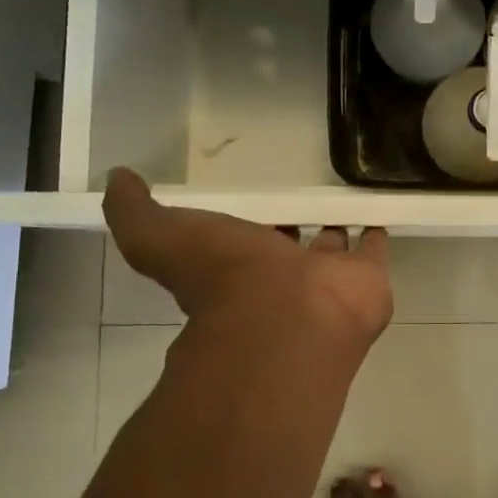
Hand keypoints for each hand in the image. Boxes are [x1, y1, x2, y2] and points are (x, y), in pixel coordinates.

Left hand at [103, 169, 393, 349]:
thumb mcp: (161, 238)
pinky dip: (377, 232)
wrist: (287, 318)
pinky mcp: (367, 279)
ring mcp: (326, 281)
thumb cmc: (225, 278)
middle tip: (304, 200)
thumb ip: (134, 212)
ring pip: (333, 249)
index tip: (254, 202)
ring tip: (347, 199)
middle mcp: (281, 280)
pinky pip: (374, 250)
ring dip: (338, 230)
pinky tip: (381, 209)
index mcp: (237, 270)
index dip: (247, 227)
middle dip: (295, 230)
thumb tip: (116, 179)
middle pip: (290, 249)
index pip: (242, 244)